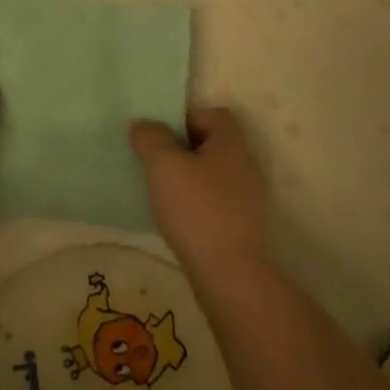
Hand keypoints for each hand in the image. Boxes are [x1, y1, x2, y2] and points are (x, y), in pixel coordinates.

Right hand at [128, 107, 267, 269]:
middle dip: (183, 149)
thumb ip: (151, 138)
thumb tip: (142, 125)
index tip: (163, 135)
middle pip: (212, 144)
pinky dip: (196, 203)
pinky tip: (177, 218)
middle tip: (156, 161)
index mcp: (232, 145)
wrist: (229, 275)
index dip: (188, 117)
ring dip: (188, 178)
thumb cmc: (196, 209)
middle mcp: (245, 166)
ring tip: (162, 191)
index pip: (215, 114)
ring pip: (212, 174)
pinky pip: (215, 201)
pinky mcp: (241, 226)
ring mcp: (247, 199)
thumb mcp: (164, 165)